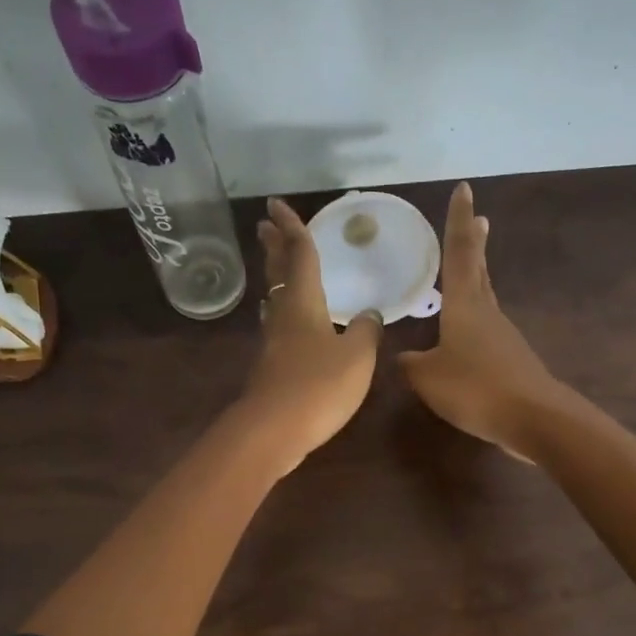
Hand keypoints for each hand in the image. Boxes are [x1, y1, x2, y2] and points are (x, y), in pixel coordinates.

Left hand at [239, 197, 381, 474]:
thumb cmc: (318, 386)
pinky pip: (278, 329)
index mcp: (304, 304)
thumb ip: (367, 331)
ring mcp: (273, 344)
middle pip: (278, 274)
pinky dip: (284, 315)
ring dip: (276, 281)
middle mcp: (283, 317)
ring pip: (275, 302)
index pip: (299, 255)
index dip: (292, 228)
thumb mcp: (357, 357)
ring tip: (278, 271)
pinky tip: (288, 326)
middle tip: (265, 226)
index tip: (277, 204)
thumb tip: (370, 314)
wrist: (274, 431)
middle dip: (274, 248)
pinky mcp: (271, 369)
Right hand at [398, 182, 568, 460]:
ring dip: (478, 280)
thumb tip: (404, 357)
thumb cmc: (475, 388)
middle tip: (480, 219)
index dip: (458, 222)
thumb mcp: (428, 378)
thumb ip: (412, 364)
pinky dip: (476, 322)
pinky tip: (466, 338)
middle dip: (475, 244)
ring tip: (471, 270)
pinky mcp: (512, 361)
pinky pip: (487, 333)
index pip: (459, 253)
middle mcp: (487, 313)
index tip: (464, 190)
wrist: (532, 418)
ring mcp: (503, 337)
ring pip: (485, 300)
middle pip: (479, 271)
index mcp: (464, 306)